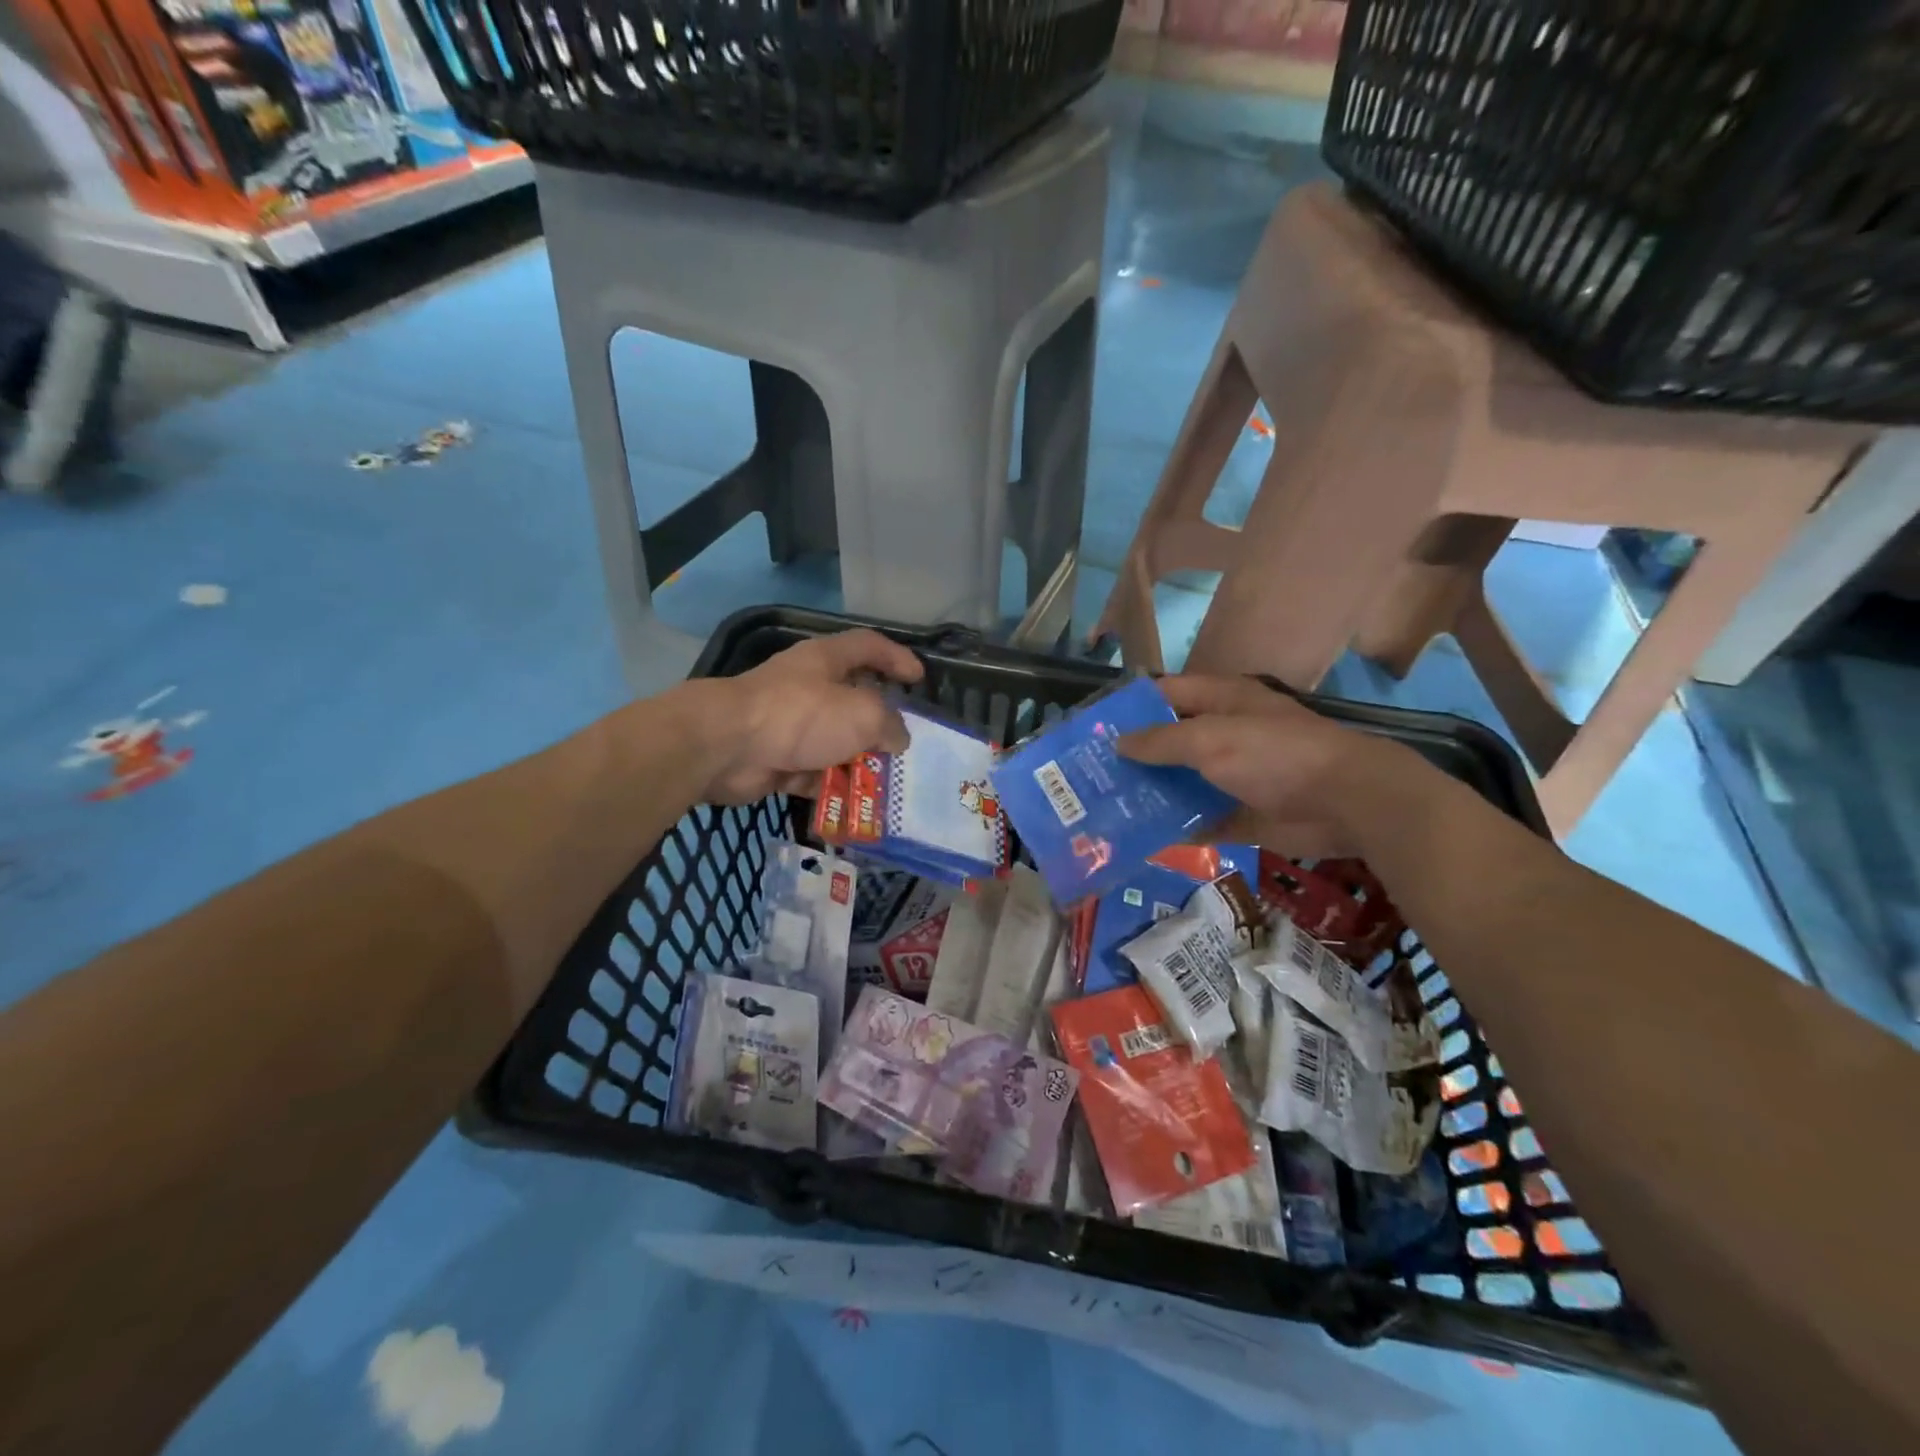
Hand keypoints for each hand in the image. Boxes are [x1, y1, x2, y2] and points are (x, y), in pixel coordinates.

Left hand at [696, 629, 925, 803]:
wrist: (728, 747)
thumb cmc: (801, 715)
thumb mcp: (863, 714)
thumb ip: (890, 724)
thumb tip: (898, 739)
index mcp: (826, 660)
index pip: (869, 646)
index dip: (897, 658)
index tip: (919, 679)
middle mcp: (808, 688)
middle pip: (853, 701)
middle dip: (879, 724)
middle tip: (905, 744)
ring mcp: (790, 725)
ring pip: (835, 742)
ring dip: (859, 762)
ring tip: (886, 784)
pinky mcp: (777, 760)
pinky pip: (814, 773)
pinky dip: (833, 787)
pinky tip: (856, 805)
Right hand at [1117, 675, 1404, 856]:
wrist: (1345, 802)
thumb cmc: (1274, 755)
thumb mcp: (1210, 739)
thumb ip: (1161, 740)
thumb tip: (1118, 743)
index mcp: (1220, 701)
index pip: (1165, 694)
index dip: (1129, 707)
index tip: (1092, 729)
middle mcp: (1224, 734)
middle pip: (1169, 741)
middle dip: (1134, 757)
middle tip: (1090, 776)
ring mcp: (1233, 775)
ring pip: (1181, 782)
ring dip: (1150, 794)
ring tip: (1106, 809)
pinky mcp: (1241, 813)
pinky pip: (1199, 819)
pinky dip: (1176, 828)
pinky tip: (1141, 838)